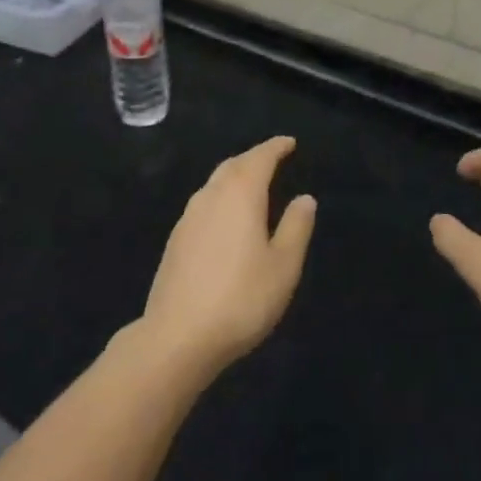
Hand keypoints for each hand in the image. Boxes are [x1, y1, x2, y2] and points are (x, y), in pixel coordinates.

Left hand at [138, 136, 316, 380]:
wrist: (177, 337)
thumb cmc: (240, 299)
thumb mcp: (283, 266)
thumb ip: (296, 227)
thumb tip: (304, 198)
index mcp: (240, 195)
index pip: (259, 158)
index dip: (275, 147)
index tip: (289, 142)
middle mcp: (211, 196)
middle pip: (233, 165)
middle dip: (253, 158)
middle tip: (272, 159)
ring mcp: (188, 218)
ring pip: (214, 183)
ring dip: (234, 176)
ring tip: (252, 184)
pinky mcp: (175, 241)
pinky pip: (204, 204)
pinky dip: (220, 198)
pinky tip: (226, 218)